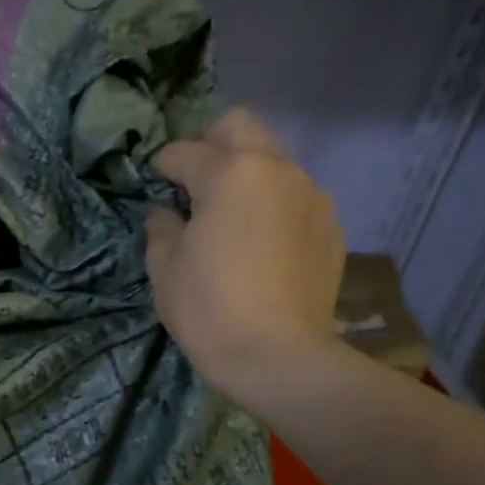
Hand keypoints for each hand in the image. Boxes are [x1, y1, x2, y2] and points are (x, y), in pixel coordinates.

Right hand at [145, 109, 345, 400]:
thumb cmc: (208, 306)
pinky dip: (272, 205)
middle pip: (239, 127)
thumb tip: (167, 212)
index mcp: (230, 173)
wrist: (279, 357)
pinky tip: (261, 246)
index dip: (161, 169)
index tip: (153, 188)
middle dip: (210, 145)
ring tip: (230, 219)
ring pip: (272, 161)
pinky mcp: (331, 226)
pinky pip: (294, 197)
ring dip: (246, 176)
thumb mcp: (165, 266)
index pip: (183, 152)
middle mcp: (277, 170)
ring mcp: (312, 195)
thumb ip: (162, 226)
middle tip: (193, 185)